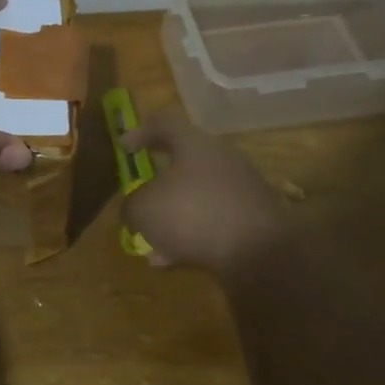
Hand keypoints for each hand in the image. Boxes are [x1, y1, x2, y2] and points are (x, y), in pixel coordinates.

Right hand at [120, 109, 294, 273]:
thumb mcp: (144, 210)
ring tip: (152, 245)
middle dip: (157, 185)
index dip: (140, 132)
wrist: (260, 253)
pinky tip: (175, 262)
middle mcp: (221, 158)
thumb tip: (133, 210)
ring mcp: (242, 189)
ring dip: (173, 218)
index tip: (124, 149)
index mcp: (194, 143)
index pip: (164, 123)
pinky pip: (214, 221)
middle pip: (182, 163)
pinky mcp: (254, 219)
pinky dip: (192, 236)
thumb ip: (130, 205)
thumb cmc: (193, 215)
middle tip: (139, 201)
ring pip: (196, 197)